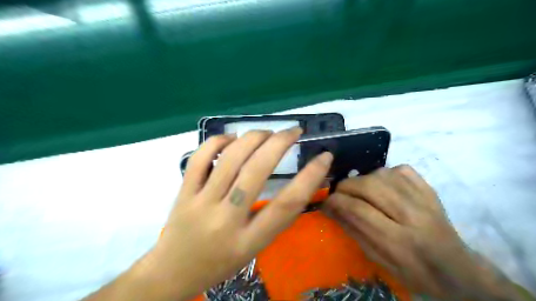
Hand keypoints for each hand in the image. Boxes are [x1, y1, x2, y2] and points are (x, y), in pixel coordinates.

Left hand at [138, 128, 333, 298]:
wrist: (172, 272)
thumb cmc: (220, 262)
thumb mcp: (254, 248)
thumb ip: (273, 218)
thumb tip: (294, 181)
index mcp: (249, 241)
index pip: (286, 205)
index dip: (310, 177)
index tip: (324, 156)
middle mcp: (225, 220)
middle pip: (256, 172)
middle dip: (279, 144)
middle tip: (293, 131)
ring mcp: (200, 203)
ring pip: (229, 159)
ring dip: (253, 138)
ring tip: (267, 132)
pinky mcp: (183, 192)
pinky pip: (200, 158)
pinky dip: (218, 141)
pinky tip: (232, 138)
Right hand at [322, 166, 526, 300]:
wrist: (455, 269)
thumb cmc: (411, 270)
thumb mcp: (377, 258)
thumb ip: (352, 229)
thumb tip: (330, 208)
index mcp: (398, 240)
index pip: (358, 209)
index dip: (336, 201)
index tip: (325, 201)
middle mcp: (412, 214)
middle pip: (369, 186)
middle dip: (346, 187)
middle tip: (339, 194)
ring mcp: (423, 198)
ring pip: (381, 174)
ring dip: (362, 180)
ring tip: (359, 191)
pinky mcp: (429, 188)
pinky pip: (399, 169)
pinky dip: (384, 174)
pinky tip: (382, 185)